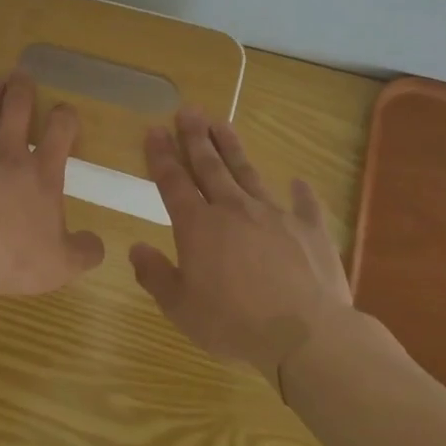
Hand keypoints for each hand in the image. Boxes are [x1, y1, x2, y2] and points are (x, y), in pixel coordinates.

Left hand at [0, 73, 105, 296]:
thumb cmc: (14, 257)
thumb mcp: (62, 265)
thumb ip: (84, 252)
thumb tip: (98, 245)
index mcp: (41, 174)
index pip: (59, 133)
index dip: (65, 116)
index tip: (65, 109)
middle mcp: (8, 156)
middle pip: (16, 111)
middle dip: (21, 90)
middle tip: (21, 74)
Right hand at [129, 107, 354, 386]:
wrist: (306, 335)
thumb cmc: (234, 323)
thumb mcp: (181, 308)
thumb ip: (155, 276)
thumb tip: (136, 248)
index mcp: (198, 226)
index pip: (173, 181)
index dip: (161, 155)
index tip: (154, 129)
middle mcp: (233, 210)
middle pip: (210, 166)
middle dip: (195, 137)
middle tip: (188, 110)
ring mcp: (274, 216)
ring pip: (248, 174)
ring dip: (233, 149)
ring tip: (222, 124)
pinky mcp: (310, 230)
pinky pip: (304, 205)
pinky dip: (301, 192)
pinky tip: (299, 181)